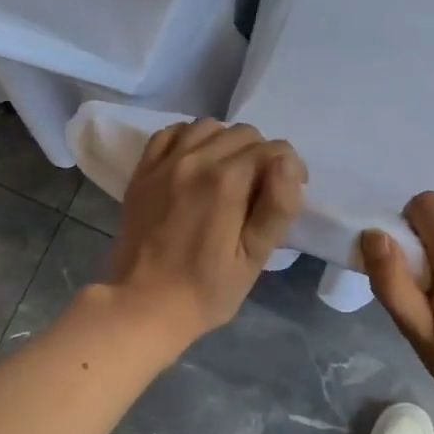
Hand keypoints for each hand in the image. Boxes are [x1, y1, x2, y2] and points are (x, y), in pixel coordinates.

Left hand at [105, 120, 306, 349]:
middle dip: (261, 157)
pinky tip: (196, 164)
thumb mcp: (253, 258)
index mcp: (226, 182)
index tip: (287, 196)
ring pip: (208, 127)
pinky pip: (172, 134)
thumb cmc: (205, 290)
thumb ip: (277, 207)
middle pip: (243, 134)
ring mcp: (164, 163)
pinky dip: (191, 140)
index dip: (290, 170)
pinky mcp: (143, 172)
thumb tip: (288, 163)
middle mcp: (195, 160)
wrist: (142, 305)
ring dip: (227, 144)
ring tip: (230, 177)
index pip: (273, 150)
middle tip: (260, 192)